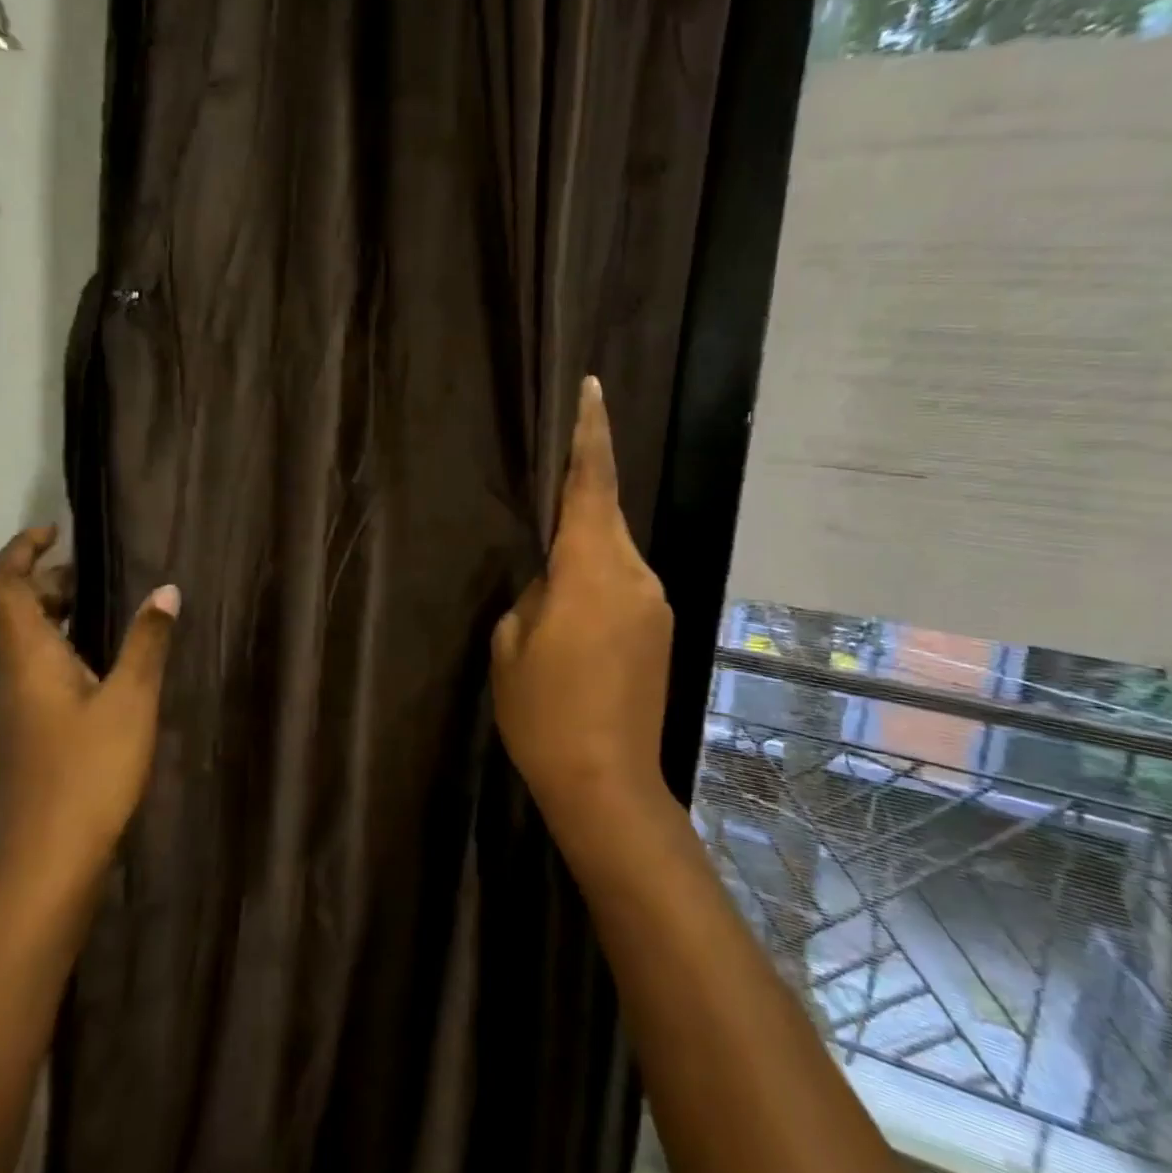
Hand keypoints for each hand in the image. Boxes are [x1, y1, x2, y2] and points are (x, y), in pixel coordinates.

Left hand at [0, 525, 179, 891]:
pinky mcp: (27, 730)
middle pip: (12, 608)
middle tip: (92, 570)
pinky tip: (102, 662)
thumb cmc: (90, 770)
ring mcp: (14, 705)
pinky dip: (62, 645)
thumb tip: (166, 590)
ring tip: (104, 606)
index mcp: (27, 655)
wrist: (49, 858)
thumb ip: (147, 641)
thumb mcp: (131, 700)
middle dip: (46, 579)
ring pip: (25, 640)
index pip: (0, 584)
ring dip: (55, 613)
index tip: (57, 531)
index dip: (20, 549)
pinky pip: (36, 668)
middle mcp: (10, 673)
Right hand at [490, 378, 673, 858]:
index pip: (592, 485)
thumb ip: (532, 594)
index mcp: (593, 571)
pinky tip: (570, 612)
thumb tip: (549, 578)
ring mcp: (654, 604)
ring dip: (583, 549)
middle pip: (604, 516)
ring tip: (548, 579)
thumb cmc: (544, 713)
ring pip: (613, 552)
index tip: (592, 389)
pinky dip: (595, 579)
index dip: (590, 434)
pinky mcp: (660, 630)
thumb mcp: (511, 646)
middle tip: (542, 497)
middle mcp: (636, 576)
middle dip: (577, 498)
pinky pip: (622, 583)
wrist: (607, 783)